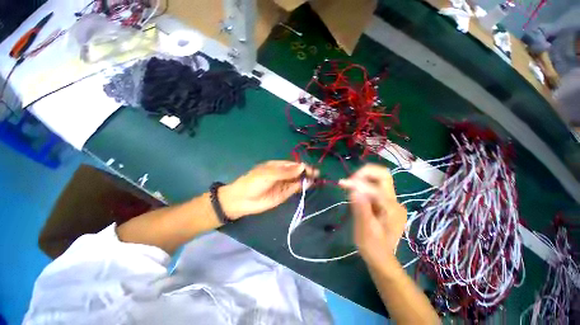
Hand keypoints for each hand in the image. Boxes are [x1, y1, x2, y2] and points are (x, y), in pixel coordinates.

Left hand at [220, 161, 317, 219]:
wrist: (242, 201)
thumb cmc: (253, 183)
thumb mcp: (268, 174)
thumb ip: (285, 172)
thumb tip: (301, 166)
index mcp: (278, 166)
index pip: (293, 164)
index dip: (302, 165)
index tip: (311, 169)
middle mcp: (283, 174)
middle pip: (297, 171)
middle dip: (307, 172)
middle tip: (317, 174)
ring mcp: (284, 184)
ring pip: (298, 180)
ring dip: (306, 179)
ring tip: (316, 179)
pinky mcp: (284, 194)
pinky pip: (295, 188)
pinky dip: (302, 186)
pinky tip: (308, 185)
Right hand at [339, 164, 406, 263]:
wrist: (382, 259)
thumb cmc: (372, 247)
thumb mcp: (365, 230)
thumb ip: (361, 209)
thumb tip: (354, 190)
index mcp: (392, 209)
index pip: (375, 188)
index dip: (358, 184)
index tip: (342, 183)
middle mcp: (395, 202)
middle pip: (384, 175)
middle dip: (365, 173)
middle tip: (350, 179)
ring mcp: (392, 201)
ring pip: (379, 179)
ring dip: (364, 177)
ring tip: (350, 184)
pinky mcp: (386, 203)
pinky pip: (374, 187)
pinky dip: (363, 184)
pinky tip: (354, 191)